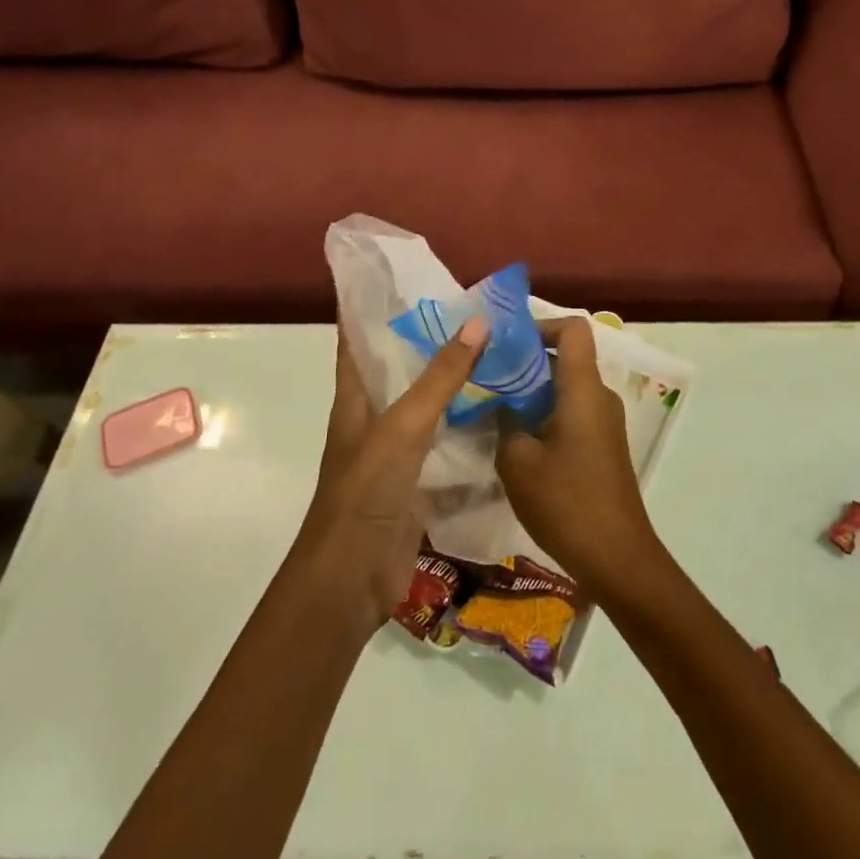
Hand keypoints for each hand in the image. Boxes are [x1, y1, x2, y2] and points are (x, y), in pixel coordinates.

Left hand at [295, 317, 489, 637]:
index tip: (407, 279)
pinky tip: (506, 418)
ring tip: (500, 357)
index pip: (357, 340)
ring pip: (431, 410)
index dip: (372, 308)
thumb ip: (441, 377)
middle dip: (433, 344)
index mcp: (356, 398)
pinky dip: (472, 435)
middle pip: (402, 371)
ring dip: (458, 388)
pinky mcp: (419, 485)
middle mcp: (374, 420)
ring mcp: (397, 455)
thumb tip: (478, 321)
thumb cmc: (366, 491)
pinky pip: (450, 450)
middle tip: (477, 314)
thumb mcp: (404, 426)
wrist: (353, 579)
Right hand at [496, 317, 665, 599]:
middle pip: (566, 357)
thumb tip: (499, 402)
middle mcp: (599, 396)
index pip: (573, 329)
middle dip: (525, 362)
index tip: (506, 344)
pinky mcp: (603, 445)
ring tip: (493, 408)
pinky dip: (545, 413)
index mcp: (583, 388)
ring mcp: (605, 421)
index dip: (541, 325)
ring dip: (532, 391)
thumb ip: (504, 420)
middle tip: (486, 376)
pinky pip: (573, 411)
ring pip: (566, 387)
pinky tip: (517, 440)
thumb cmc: (566, 502)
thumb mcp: (517, 460)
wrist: (616, 558)